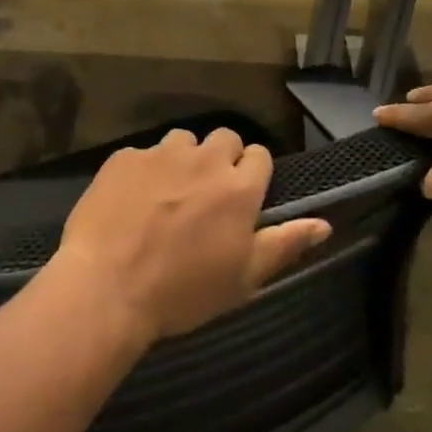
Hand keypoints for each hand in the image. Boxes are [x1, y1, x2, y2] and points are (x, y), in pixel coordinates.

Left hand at [51, 128, 332, 343]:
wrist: (107, 286)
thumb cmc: (182, 292)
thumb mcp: (243, 278)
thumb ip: (285, 244)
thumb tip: (324, 223)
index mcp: (238, 188)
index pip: (259, 155)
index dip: (252, 174)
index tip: (241, 198)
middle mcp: (203, 160)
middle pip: (224, 139)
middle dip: (221, 160)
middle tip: (206, 195)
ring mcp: (159, 155)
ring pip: (183, 141)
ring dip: (183, 159)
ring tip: (168, 193)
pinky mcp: (123, 157)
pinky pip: (143, 153)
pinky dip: (144, 170)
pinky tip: (131, 200)